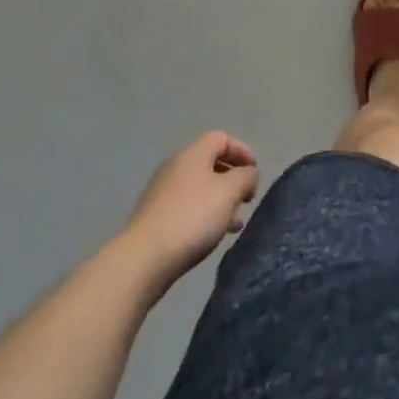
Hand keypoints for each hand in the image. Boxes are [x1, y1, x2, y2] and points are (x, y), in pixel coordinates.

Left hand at [123, 132, 259, 289]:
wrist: (143, 259)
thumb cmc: (192, 217)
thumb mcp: (229, 193)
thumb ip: (245, 177)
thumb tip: (248, 173)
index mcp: (193, 154)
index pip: (222, 139)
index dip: (242, 151)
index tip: (255, 173)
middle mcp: (175, 167)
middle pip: (210, 164)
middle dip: (232, 180)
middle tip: (246, 200)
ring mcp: (162, 193)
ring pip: (200, 189)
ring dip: (220, 201)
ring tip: (234, 224)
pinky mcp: (155, 219)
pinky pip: (187, 208)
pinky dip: (204, 216)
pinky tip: (212, 236)